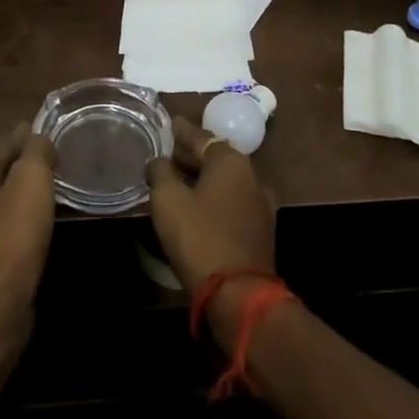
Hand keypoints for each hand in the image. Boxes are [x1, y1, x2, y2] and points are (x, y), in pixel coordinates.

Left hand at [0, 126, 57, 332]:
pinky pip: (2, 227)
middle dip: (27, 169)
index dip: (32, 140)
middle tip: (57, 169)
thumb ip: (36, 150)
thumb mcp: (31, 180)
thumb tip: (37, 137)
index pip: (6, 144)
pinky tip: (37, 229)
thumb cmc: (13, 234)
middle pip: (1, 172)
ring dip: (24, 197)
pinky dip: (19, 222)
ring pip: (1, 201)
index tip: (55, 142)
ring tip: (52, 197)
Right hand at [147, 116, 276, 342]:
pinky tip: (194, 206)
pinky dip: (211, 199)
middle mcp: (251, 177)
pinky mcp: (259, 232)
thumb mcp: (168, 200)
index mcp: (231, 161)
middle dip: (191, 155)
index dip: (182, 130)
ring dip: (201, 179)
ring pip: (223, 182)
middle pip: (215, 158)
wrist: (239, 295)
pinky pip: (229, 203)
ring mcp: (259, 206)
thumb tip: (159, 161)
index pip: (201, 137)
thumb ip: (160, 172)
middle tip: (166, 153)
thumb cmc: (199, 237)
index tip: (169, 123)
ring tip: (176, 180)